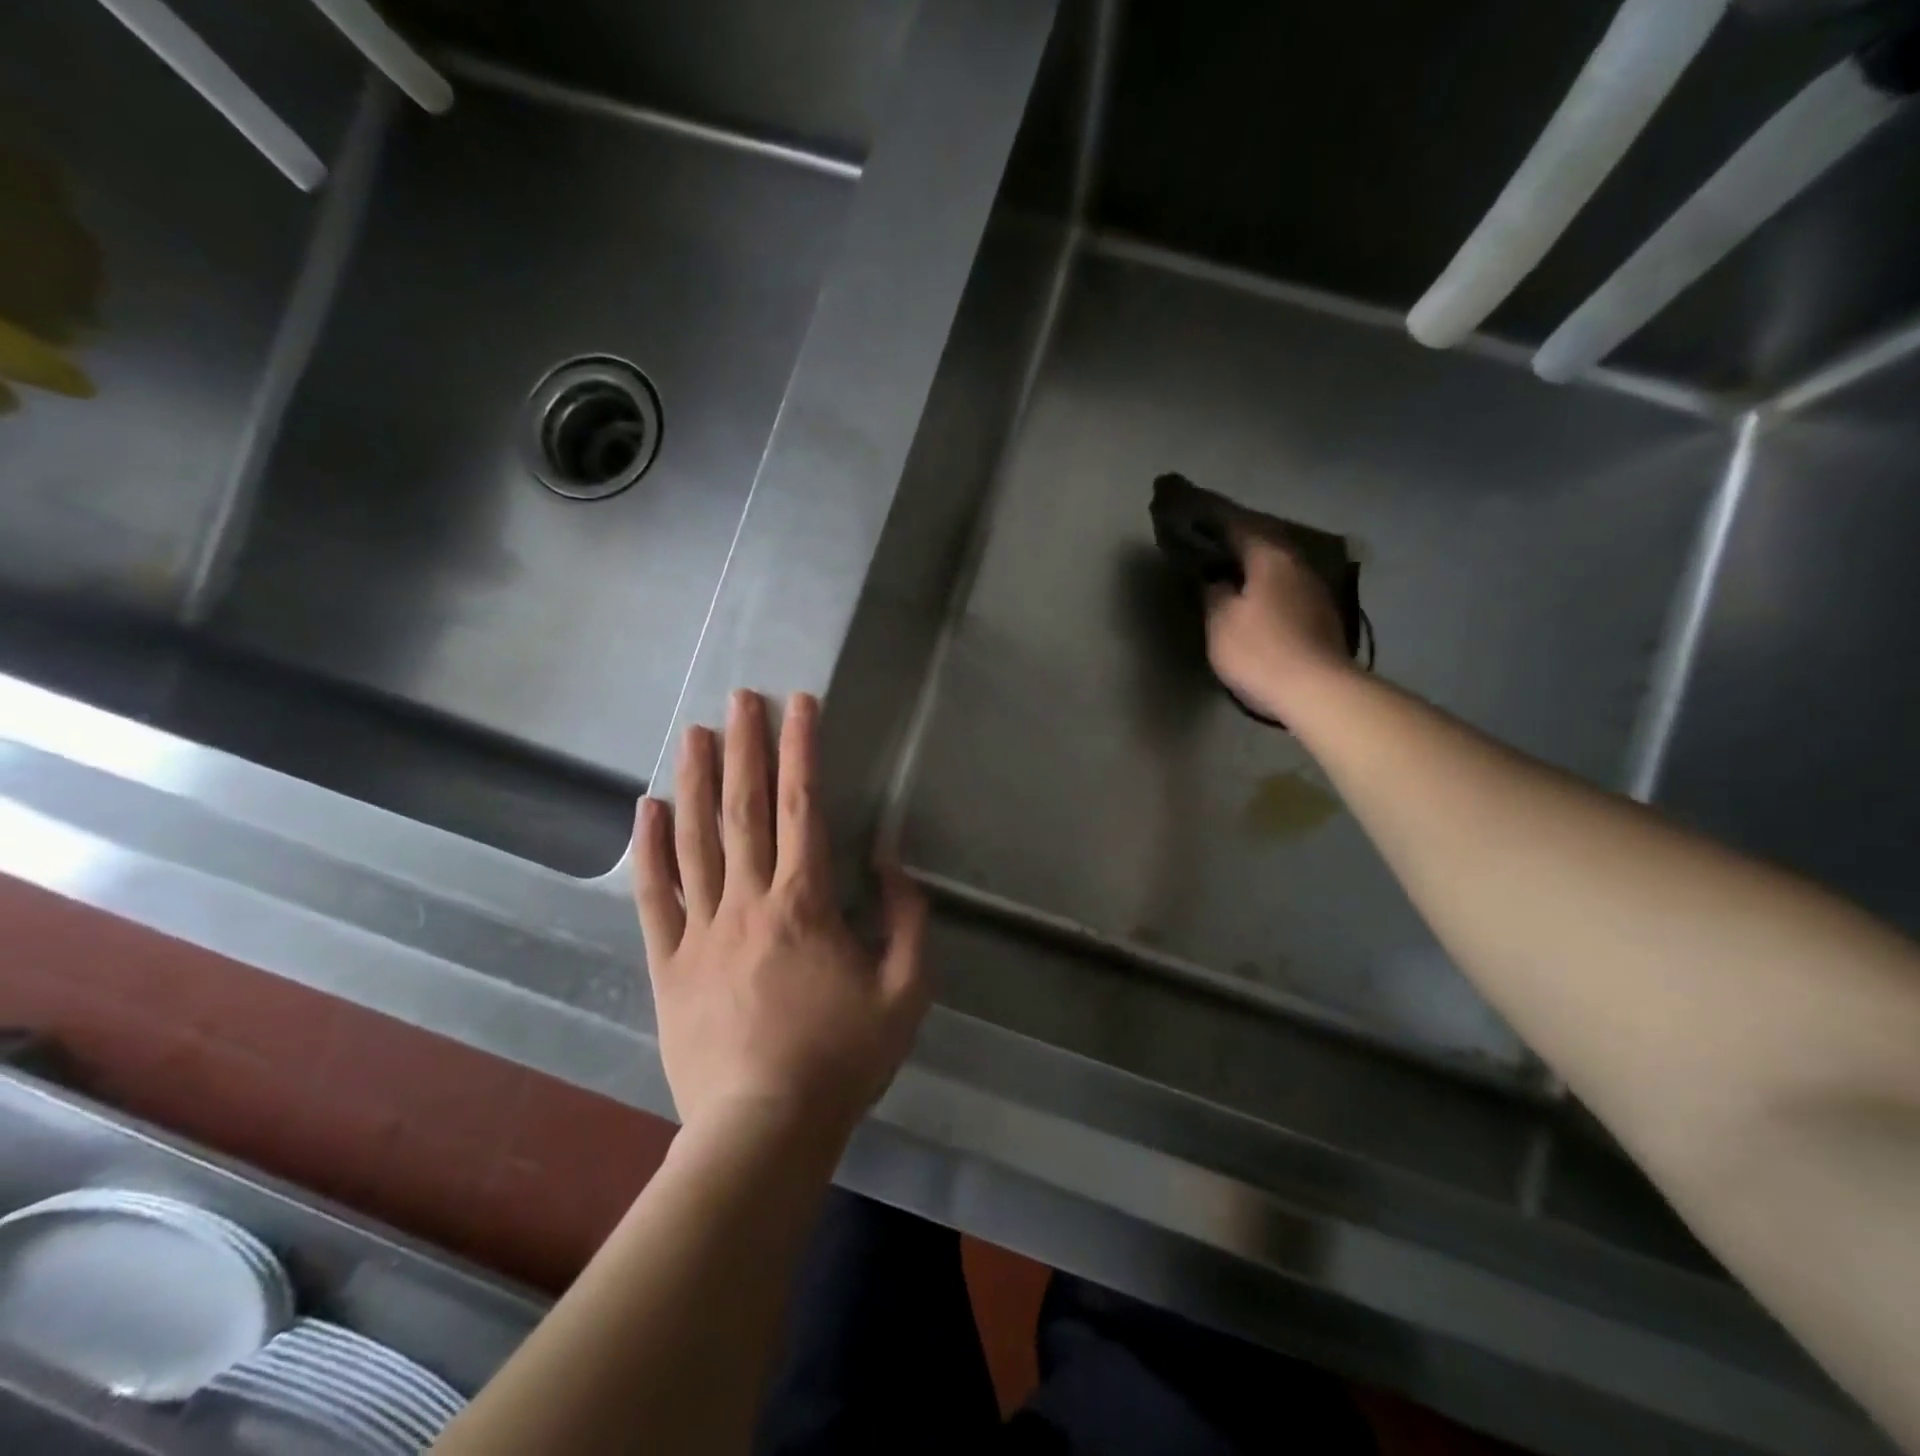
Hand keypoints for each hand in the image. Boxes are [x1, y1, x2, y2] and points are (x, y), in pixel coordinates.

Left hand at [633, 690, 929, 1140]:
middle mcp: (750, 901)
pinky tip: (645, 809)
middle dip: (746, 747)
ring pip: (696, 841)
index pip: (806, 807)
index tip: (800, 704)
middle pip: (746, 809)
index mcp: (806, 903)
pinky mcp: (669, 963)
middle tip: (739, 698)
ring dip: (697, 781)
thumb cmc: (843, 1058)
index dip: (803, 750)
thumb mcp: (907, 990)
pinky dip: (648, 850)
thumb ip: (907, 919)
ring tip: (694, 733)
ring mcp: (702, 929)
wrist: (765, 1128)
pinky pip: (653, 897)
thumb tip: (889, 863)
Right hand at [1205, 529, 1352, 720]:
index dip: (1218, 525)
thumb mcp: (1221, 622)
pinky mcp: (1323, 617)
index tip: (1198, 523)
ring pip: (1281, 568)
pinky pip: (1290, 590)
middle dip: (1242, 544)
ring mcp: (1315, 591)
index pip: (1241, 529)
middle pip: (1267, 545)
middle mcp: (1298, 566)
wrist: (1315, 690)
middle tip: (1217, 548)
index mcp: (1270, 559)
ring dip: (1259, 568)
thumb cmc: (1259, 650)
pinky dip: (1272, 588)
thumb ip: (1214, 594)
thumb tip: (1217, 580)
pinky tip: (1261, 600)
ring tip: (1236, 574)